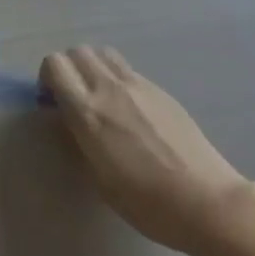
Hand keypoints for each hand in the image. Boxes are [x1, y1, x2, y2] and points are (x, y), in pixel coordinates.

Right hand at [41, 46, 250, 251]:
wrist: (207, 202)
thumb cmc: (148, 203)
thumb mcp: (100, 180)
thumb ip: (77, 140)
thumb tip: (64, 118)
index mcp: (88, 111)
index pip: (54, 65)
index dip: (47, 78)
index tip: (51, 102)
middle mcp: (108, 88)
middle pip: (76, 52)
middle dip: (68, 69)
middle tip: (73, 98)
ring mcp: (137, 84)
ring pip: (102, 53)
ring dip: (92, 67)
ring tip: (99, 97)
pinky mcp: (159, 89)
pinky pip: (126, 68)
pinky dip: (116, 77)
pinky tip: (129, 109)